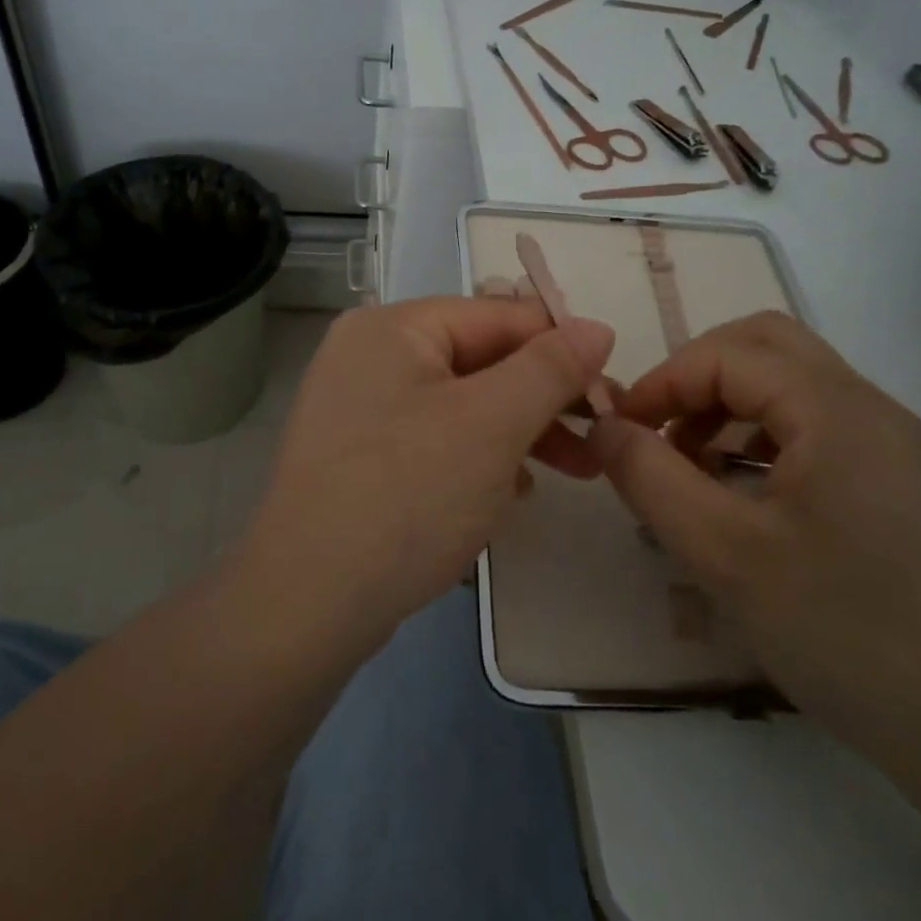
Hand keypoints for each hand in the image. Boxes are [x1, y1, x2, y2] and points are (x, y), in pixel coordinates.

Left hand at [232, 297, 613, 654]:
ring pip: (462, 404)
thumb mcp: (492, 423)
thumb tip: (596, 327)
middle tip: (601, 436)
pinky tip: (515, 493)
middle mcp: (369, 355)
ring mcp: (360, 409)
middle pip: (479, 360)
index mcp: (392, 328)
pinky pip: (436, 439)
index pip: (497, 316)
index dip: (561, 346)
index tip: (612, 388)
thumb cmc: (407, 494)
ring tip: (576, 470)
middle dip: (544, 398)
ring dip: (520, 431)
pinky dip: (479, 457)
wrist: (307, 604)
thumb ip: (549, 368)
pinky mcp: (361, 457)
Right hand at [590, 312, 920, 758]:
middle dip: (697, 375)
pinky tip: (742, 490)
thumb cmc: (847, 633)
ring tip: (691, 464)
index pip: (727, 354)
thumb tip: (602, 427)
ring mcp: (891, 441)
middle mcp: (870, 406)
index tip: (620, 432)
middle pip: (765, 344)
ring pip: (792, 380)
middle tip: (659, 430)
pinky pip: (816, 421)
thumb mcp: (725, 555)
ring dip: (729, 402)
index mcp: (835, 408)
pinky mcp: (898, 477)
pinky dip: (763, 431)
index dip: (662, 382)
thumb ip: (650, 478)